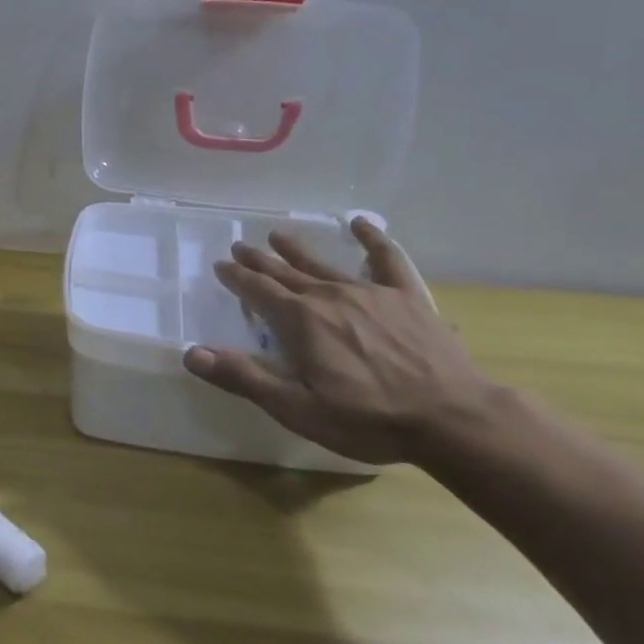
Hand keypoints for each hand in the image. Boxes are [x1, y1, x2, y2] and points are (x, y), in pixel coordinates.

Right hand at [182, 217, 494, 464]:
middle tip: (240, 247)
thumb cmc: (368, 419)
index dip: (236, 278)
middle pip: (285, 273)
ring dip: (297, 249)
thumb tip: (191, 353)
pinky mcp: (406, 297)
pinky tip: (361, 224)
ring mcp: (369, 292)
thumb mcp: (297, 408)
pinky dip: (372, 239)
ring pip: (323, 264)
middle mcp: (328, 296)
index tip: (221, 266)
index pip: (257, 291)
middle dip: (259, 261)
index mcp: (299, 322)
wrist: (452, 418)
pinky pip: (386, 259)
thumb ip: (244, 377)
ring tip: (278, 234)